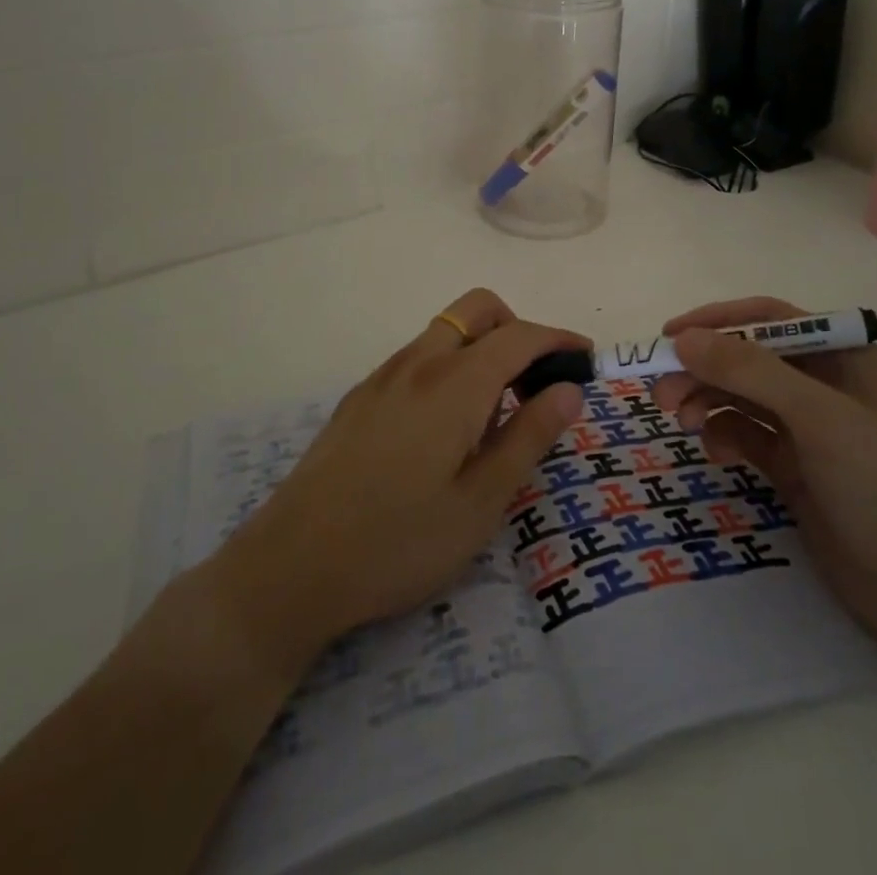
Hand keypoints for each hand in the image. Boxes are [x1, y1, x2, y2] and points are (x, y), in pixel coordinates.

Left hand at [195, 289, 587, 674]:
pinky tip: (444, 428)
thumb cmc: (398, 543)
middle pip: (478, 310)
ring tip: (494, 414)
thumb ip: (529, 437)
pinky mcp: (359, 397)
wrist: (290, 568)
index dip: (559, 339)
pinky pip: (417, 358)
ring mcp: (383, 376)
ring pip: (445, 332)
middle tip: (536, 382)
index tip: (586, 358)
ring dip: (481, 348)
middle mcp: (418, 363)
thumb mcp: (480, 503)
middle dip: (517, 328)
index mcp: (455, 384)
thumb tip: (569, 389)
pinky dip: (448, 367)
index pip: (520, 336)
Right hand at [651, 297, 876, 657]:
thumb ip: (750, 371)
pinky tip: (717, 454)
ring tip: (679, 421)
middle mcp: (825, 383)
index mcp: (844, 355)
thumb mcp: (817, 417)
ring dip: (707, 401)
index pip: (769, 319)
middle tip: (661, 393)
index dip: (717, 321)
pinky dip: (724, 436)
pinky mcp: (795, 466)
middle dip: (704, 371)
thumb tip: (684, 339)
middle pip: (748, 360)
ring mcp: (809, 427)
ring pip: (741, 397)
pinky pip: (746, 435)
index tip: (669, 335)